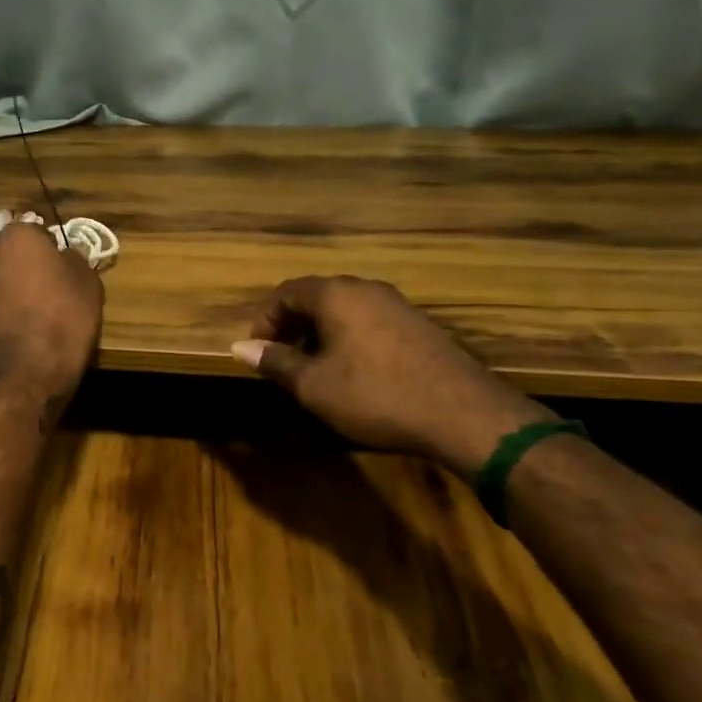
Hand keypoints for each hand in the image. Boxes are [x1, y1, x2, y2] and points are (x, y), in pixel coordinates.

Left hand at [0, 222, 103, 403]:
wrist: (28, 371)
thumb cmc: (64, 318)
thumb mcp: (88, 282)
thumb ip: (74, 259)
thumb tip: (63, 256)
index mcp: (18, 234)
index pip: (38, 231)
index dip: (53, 250)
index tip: (63, 269)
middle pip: (9, 248)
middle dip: (23, 260)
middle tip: (46, 283)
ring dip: (8, 280)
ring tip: (31, 304)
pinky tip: (17, 320)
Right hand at [233, 275, 549, 474]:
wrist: (462, 413)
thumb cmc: (375, 394)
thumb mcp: (314, 385)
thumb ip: (275, 362)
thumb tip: (239, 347)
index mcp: (336, 294)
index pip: (286, 292)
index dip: (265, 320)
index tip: (259, 352)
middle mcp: (366, 289)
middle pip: (316, 297)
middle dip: (293, 327)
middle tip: (283, 362)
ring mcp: (397, 305)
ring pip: (345, 310)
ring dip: (321, 334)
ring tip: (315, 371)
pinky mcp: (420, 326)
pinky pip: (370, 322)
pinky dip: (350, 340)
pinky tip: (354, 374)